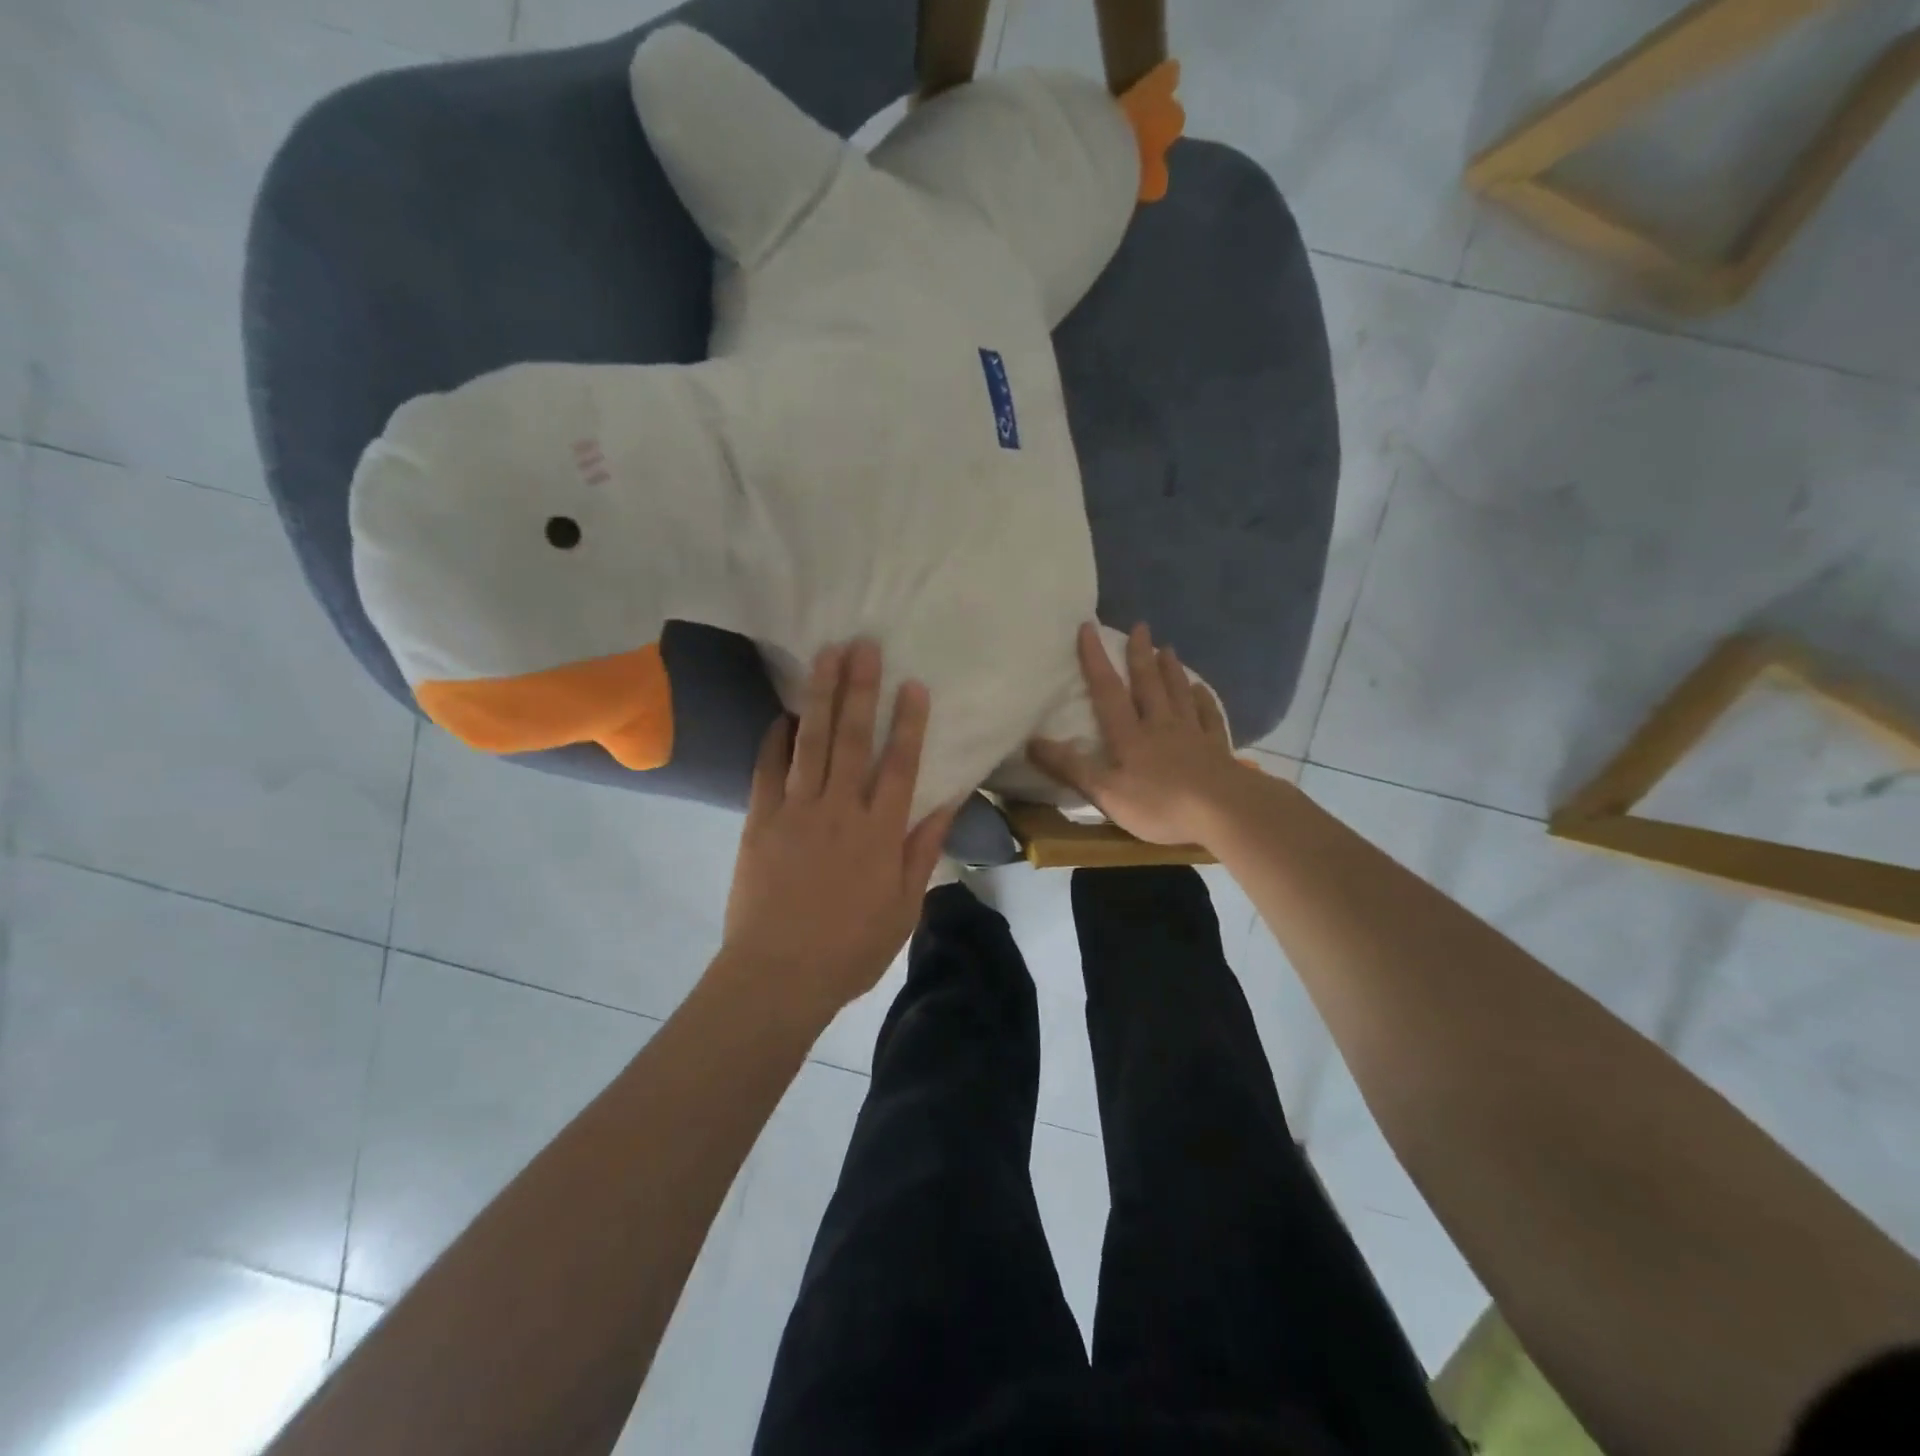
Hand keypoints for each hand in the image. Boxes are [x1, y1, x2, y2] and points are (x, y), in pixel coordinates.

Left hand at [719, 640, 958, 1022]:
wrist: (778, 975)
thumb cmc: (849, 948)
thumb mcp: (903, 908)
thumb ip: (922, 851)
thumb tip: (946, 804)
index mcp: (879, 832)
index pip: (899, 765)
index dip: (908, 722)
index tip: (912, 684)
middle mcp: (839, 810)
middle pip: (852, 739)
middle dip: (860, 689)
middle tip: (863, 645)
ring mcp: (795, 811)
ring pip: (811, 742)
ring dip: (820, 696)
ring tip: (826, 656)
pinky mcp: (759, 820)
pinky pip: (768, 769)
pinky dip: (775, 739)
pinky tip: (783, 713)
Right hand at [1028, 621, 1254, 846]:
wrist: (1224, 812)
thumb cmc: (1160, 804)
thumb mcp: (1105, 793)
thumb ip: (1070, 768)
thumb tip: (1031, 742)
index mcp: (1130, 735)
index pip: (1107, 691)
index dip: (1095, 660)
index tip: (1088, 628)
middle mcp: (1160, 725)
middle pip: (1148, 684)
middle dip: (1140, 654)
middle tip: (1140, 626)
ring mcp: (1192, 734)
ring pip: (1178, 693)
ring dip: (1171, 669)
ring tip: (1167, 647)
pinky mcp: (1216, 748)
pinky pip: (1208, 716)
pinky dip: (1203, 700)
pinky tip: (1201, 689)